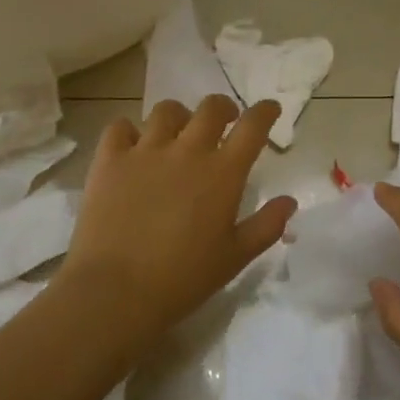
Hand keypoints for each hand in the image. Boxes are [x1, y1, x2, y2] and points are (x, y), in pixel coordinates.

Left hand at [56, 96, 297, 359]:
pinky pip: (120, 127)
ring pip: (166, 111)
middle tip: (225, 121)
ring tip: (178, 133)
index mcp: (223, 172)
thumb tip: (289, 201)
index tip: (270, 109)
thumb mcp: (235, 258)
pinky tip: (132, 146)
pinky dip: (129, 131)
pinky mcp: (109, 160)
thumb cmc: (183, 279)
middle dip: (224, 108)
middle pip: (211, 108)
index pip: (252, 126)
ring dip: (179, 117)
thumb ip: (267, 225)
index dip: (265, 112)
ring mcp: (145, 151)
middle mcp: (187, 151)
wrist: (116, 291)